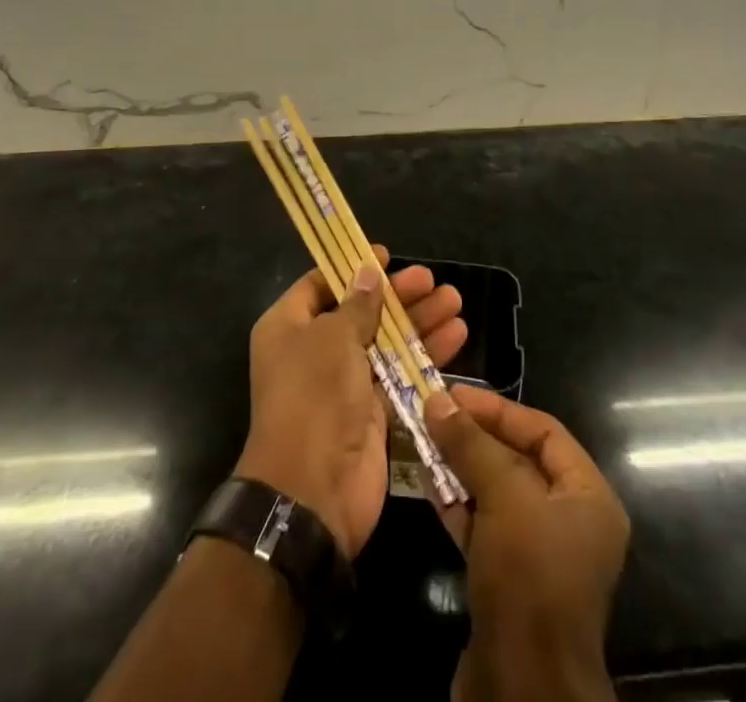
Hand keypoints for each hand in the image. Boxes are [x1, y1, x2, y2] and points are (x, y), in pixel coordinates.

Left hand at [236, 247, 467, 559]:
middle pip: (361, 311)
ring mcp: (344, 383)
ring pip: (386, 341)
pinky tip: (456, 337)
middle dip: (398, 296)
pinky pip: (400, 373)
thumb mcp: (333, 338)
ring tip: (455, 302)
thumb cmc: (314, 395)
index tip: (386, 255)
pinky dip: (425, 355)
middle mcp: (314, 351)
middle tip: (433, 280)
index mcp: (289, 326)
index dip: (352, 268)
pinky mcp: (372, 411)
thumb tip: (367, 272)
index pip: (321, 284)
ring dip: (420, 322)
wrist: (313, 490)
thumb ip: (357, 305)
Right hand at [424, 387, 628, 701]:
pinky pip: (482, 526)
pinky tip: (424, 480)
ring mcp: (537, 554)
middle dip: (474, 436)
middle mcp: (569, 521)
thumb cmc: (529, 578)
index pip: (544, 431)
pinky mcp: (507, 582)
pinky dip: (455, 502)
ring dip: (459, 466)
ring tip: (420, 438)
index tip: (453, 395)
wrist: (521, 691)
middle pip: (517, 460)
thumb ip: (473, 444)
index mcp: (588, 497)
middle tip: (431, 412)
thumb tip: (437, 399)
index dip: (498, 409)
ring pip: (495, 493)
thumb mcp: (506, 497)